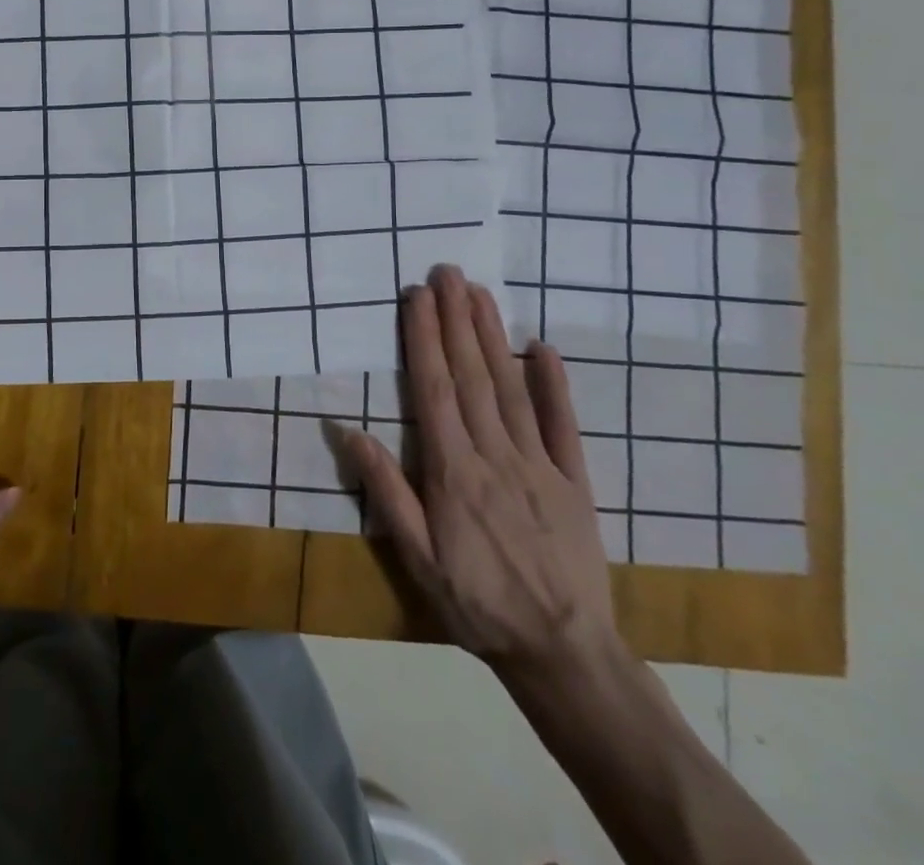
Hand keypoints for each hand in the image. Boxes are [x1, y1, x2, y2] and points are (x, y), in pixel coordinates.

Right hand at [342, 265, 617, 681]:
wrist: (563, 652)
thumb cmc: (476, 602)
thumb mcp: (416, 557)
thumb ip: (386, 491)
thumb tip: (349, 431)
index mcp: (453, 471)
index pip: (434, 389)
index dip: (425, 339)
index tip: (417, 297)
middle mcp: (494, 455)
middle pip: (471, 376)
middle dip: (456, 320)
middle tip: (448, 273)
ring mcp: (539, 464)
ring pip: (510, 388)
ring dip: (493, 337)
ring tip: (480, 294)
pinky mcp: (574, 481)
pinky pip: (563, 425)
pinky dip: (554, 385)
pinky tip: (543, 348)